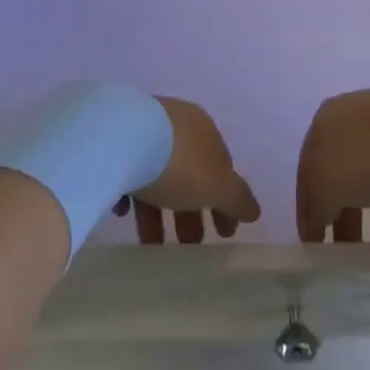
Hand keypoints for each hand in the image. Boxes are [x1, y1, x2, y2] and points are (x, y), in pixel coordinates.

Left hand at [113, 97, 260, 244]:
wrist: (118, 138)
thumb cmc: (177, 163)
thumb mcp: (216, 185)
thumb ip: (238, 199)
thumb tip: (254, 210)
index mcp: (204, 130)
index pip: (222, 167)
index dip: (226, 202)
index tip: (224, 235)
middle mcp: (176, 124)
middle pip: (189, 173)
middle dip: (192, 211)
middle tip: (189, 246)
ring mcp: (144, 129)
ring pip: (157, 175)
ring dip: (159, 211)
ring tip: (152, 245)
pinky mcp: (115, 140)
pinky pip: (128, 171)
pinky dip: (131, 194)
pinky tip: (123, 212)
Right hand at [296, 82, 369, 242]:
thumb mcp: (328, 184)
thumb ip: (316, 205)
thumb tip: (317, 219)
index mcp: (324, 125)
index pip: (307, 172)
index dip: (309, 211)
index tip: (315, 248)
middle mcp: (352, 120)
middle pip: (342, 174)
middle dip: (346, 215)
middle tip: (352, 254)